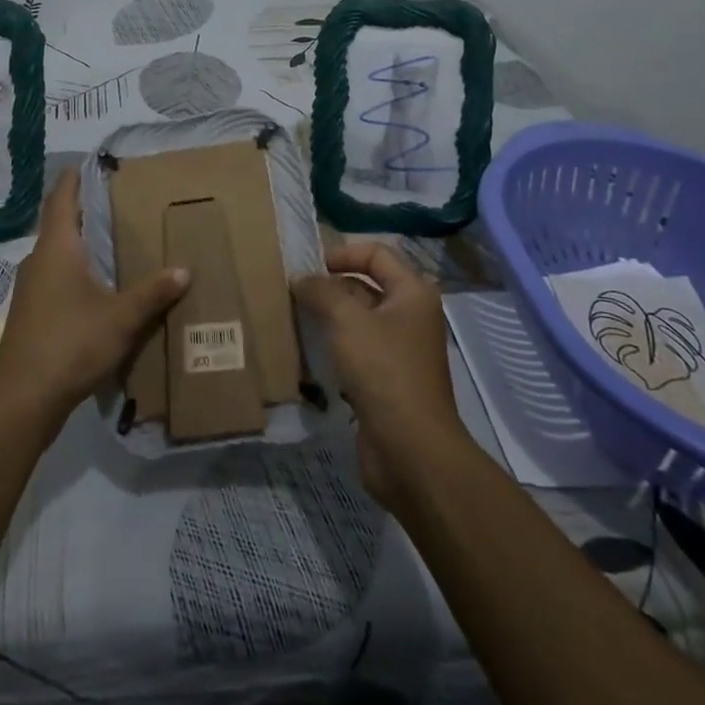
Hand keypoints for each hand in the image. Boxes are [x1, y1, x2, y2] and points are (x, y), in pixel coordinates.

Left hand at [0, 168, 188, 433]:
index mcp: (56, 248)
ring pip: (57, 252)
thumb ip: (153, 293)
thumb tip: (184, 270)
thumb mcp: (121, 318)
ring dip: (80, 242)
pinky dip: (75, 268)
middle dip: (84, 209)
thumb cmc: (71, 344)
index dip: (74, 178)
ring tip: (113, 238)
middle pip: (59, 223)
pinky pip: (55, 276)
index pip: (61, 198)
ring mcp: (30, 287)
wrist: (22, 399)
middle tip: (117, 199)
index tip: (91, 163)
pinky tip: (97, 284)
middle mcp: (38, 260)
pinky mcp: (30, 312)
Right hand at [292, 241, 470, 512]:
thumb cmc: (384, 371)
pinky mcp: (385, 380)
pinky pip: (355, 350)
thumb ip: (321, 291)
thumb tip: (301, 280)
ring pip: (357, 320)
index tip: (309, 269)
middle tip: (292, 292)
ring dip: (328, 317)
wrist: (411, 450)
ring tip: (292, 318)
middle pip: (365, 285)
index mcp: (412, 293)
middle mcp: (410, 316)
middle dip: (330, 286)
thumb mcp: (347, 320)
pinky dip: (332, 347)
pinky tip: (306, 351)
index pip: (376, 253)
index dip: (342, 253)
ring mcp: (399, 350)